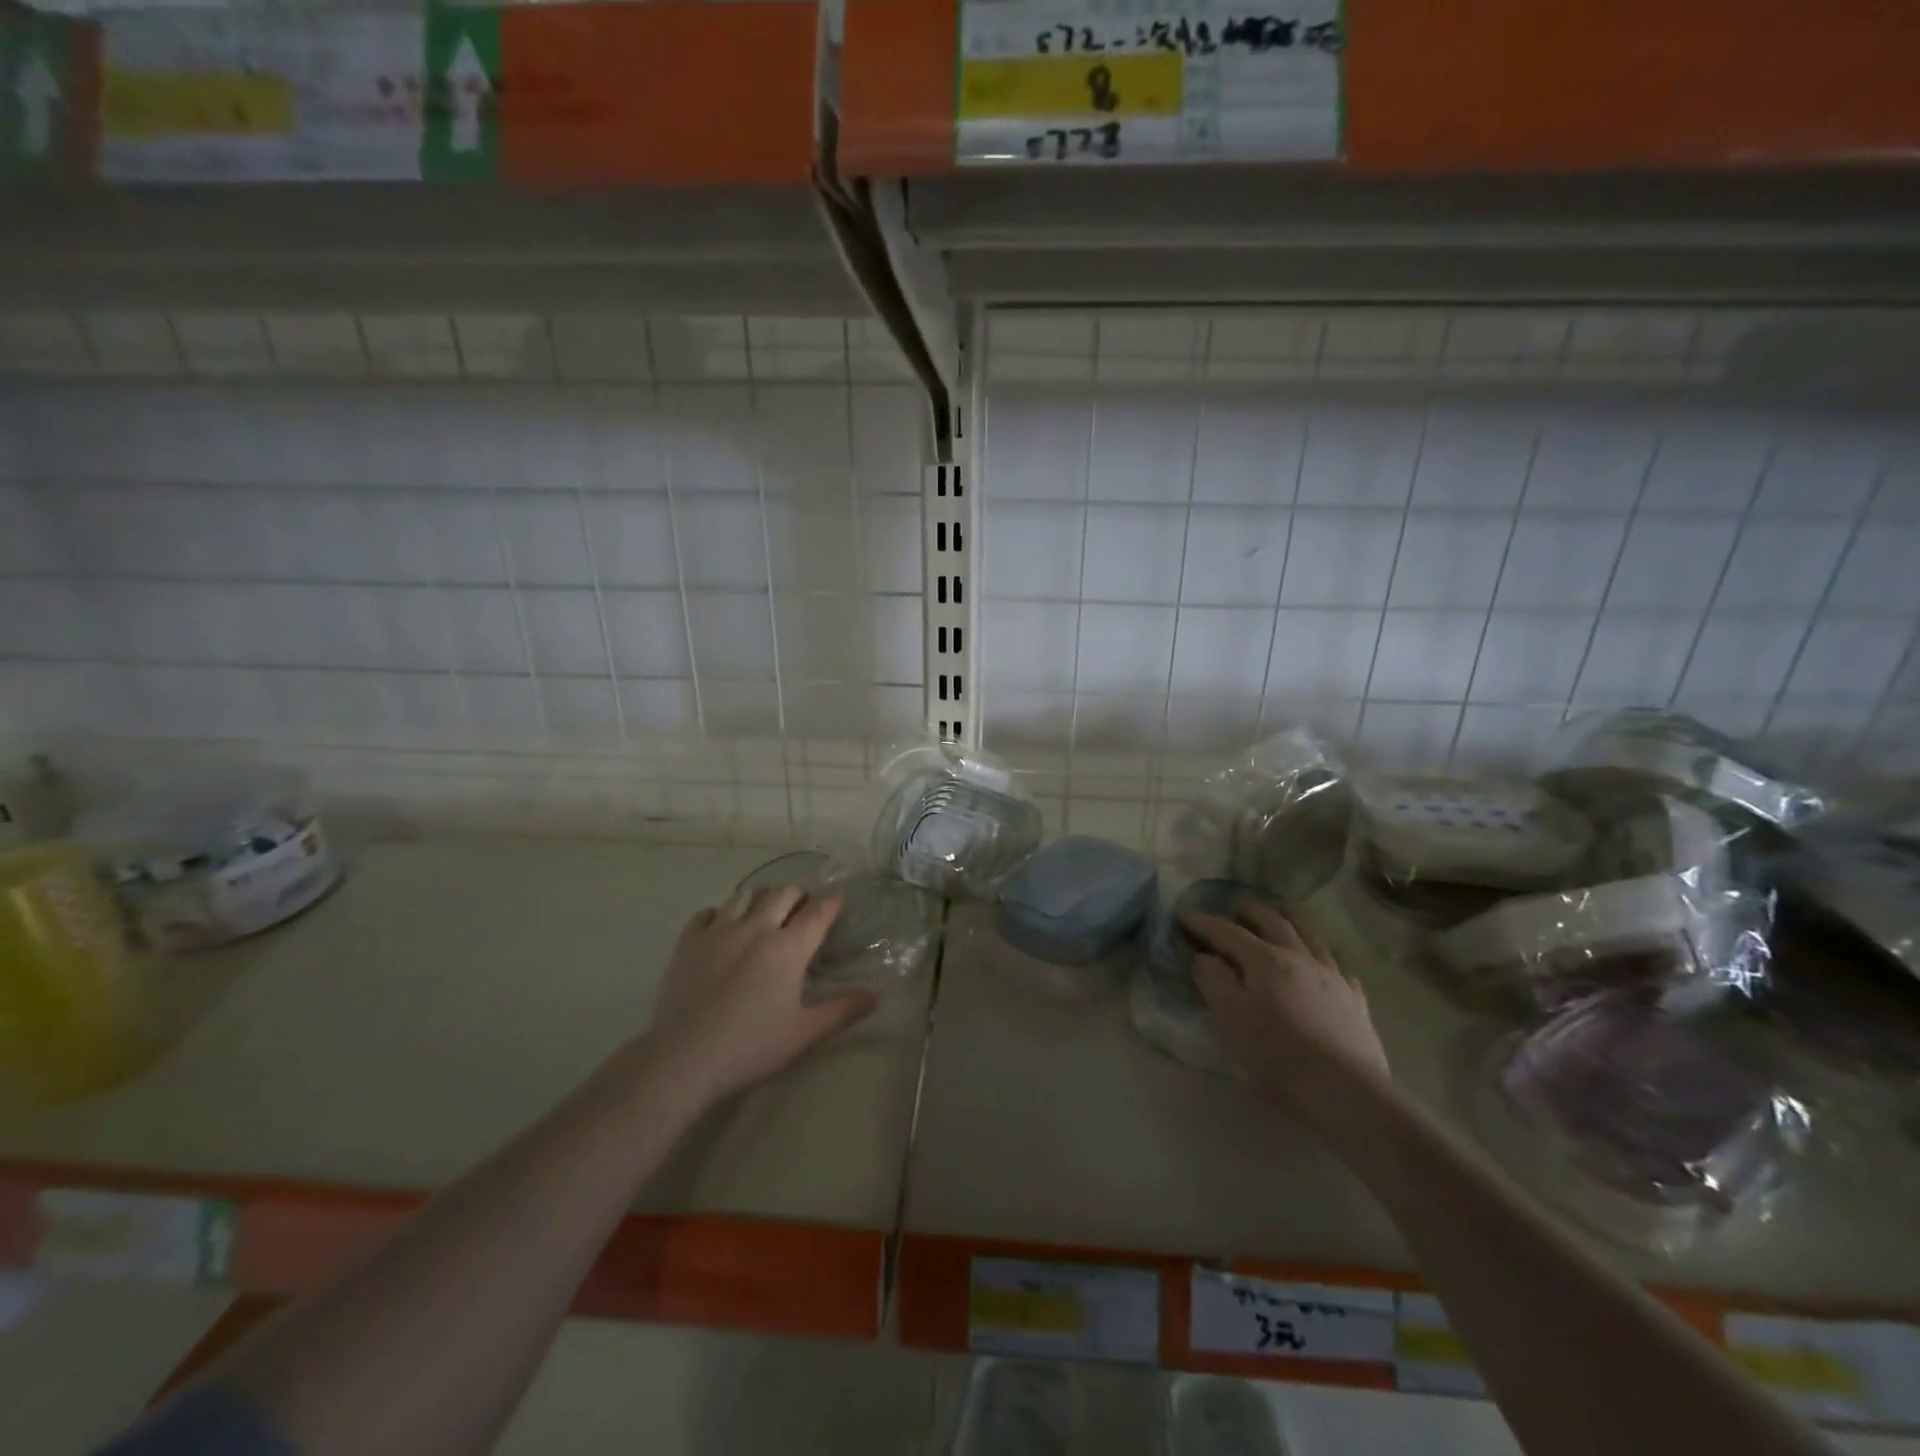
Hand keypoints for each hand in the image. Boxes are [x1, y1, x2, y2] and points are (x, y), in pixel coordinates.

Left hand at [646, 885, 877, 1104]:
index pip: (818, 912)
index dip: (832, 902)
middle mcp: (756, 928)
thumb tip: (876, 996)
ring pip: (745, 895)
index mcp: (788, 948)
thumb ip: (842, 1011)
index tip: (838, 899)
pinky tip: (723, 927)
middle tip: (803, 909)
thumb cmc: (751, 1046)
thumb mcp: (804, 1034)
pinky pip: (707, 912)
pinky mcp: (688, 942)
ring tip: (766, 911)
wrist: (683, 1058)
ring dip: (762, 898)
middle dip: (798, 895)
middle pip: (783, 893)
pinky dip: (721, 913)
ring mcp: (719, 931)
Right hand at [1182, 900, 1390, 1123]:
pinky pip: (1338, 963)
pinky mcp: (1355, 998)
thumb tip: (1204, 958)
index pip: (1227, 932)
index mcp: (1265, 960)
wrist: (1346, 1092)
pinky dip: (1322, 953)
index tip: (1184, 913)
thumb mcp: (1230, 1020)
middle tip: (1235, 909)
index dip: (1203, 922)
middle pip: (1273, 920)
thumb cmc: (1277, 1056)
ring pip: (1310, 932)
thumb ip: (1213, 982)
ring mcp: (1332, 975)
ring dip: (1290, 918)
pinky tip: (1322, 961)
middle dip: (1249, 911)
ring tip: (1280, 915)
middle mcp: (1299, 957)